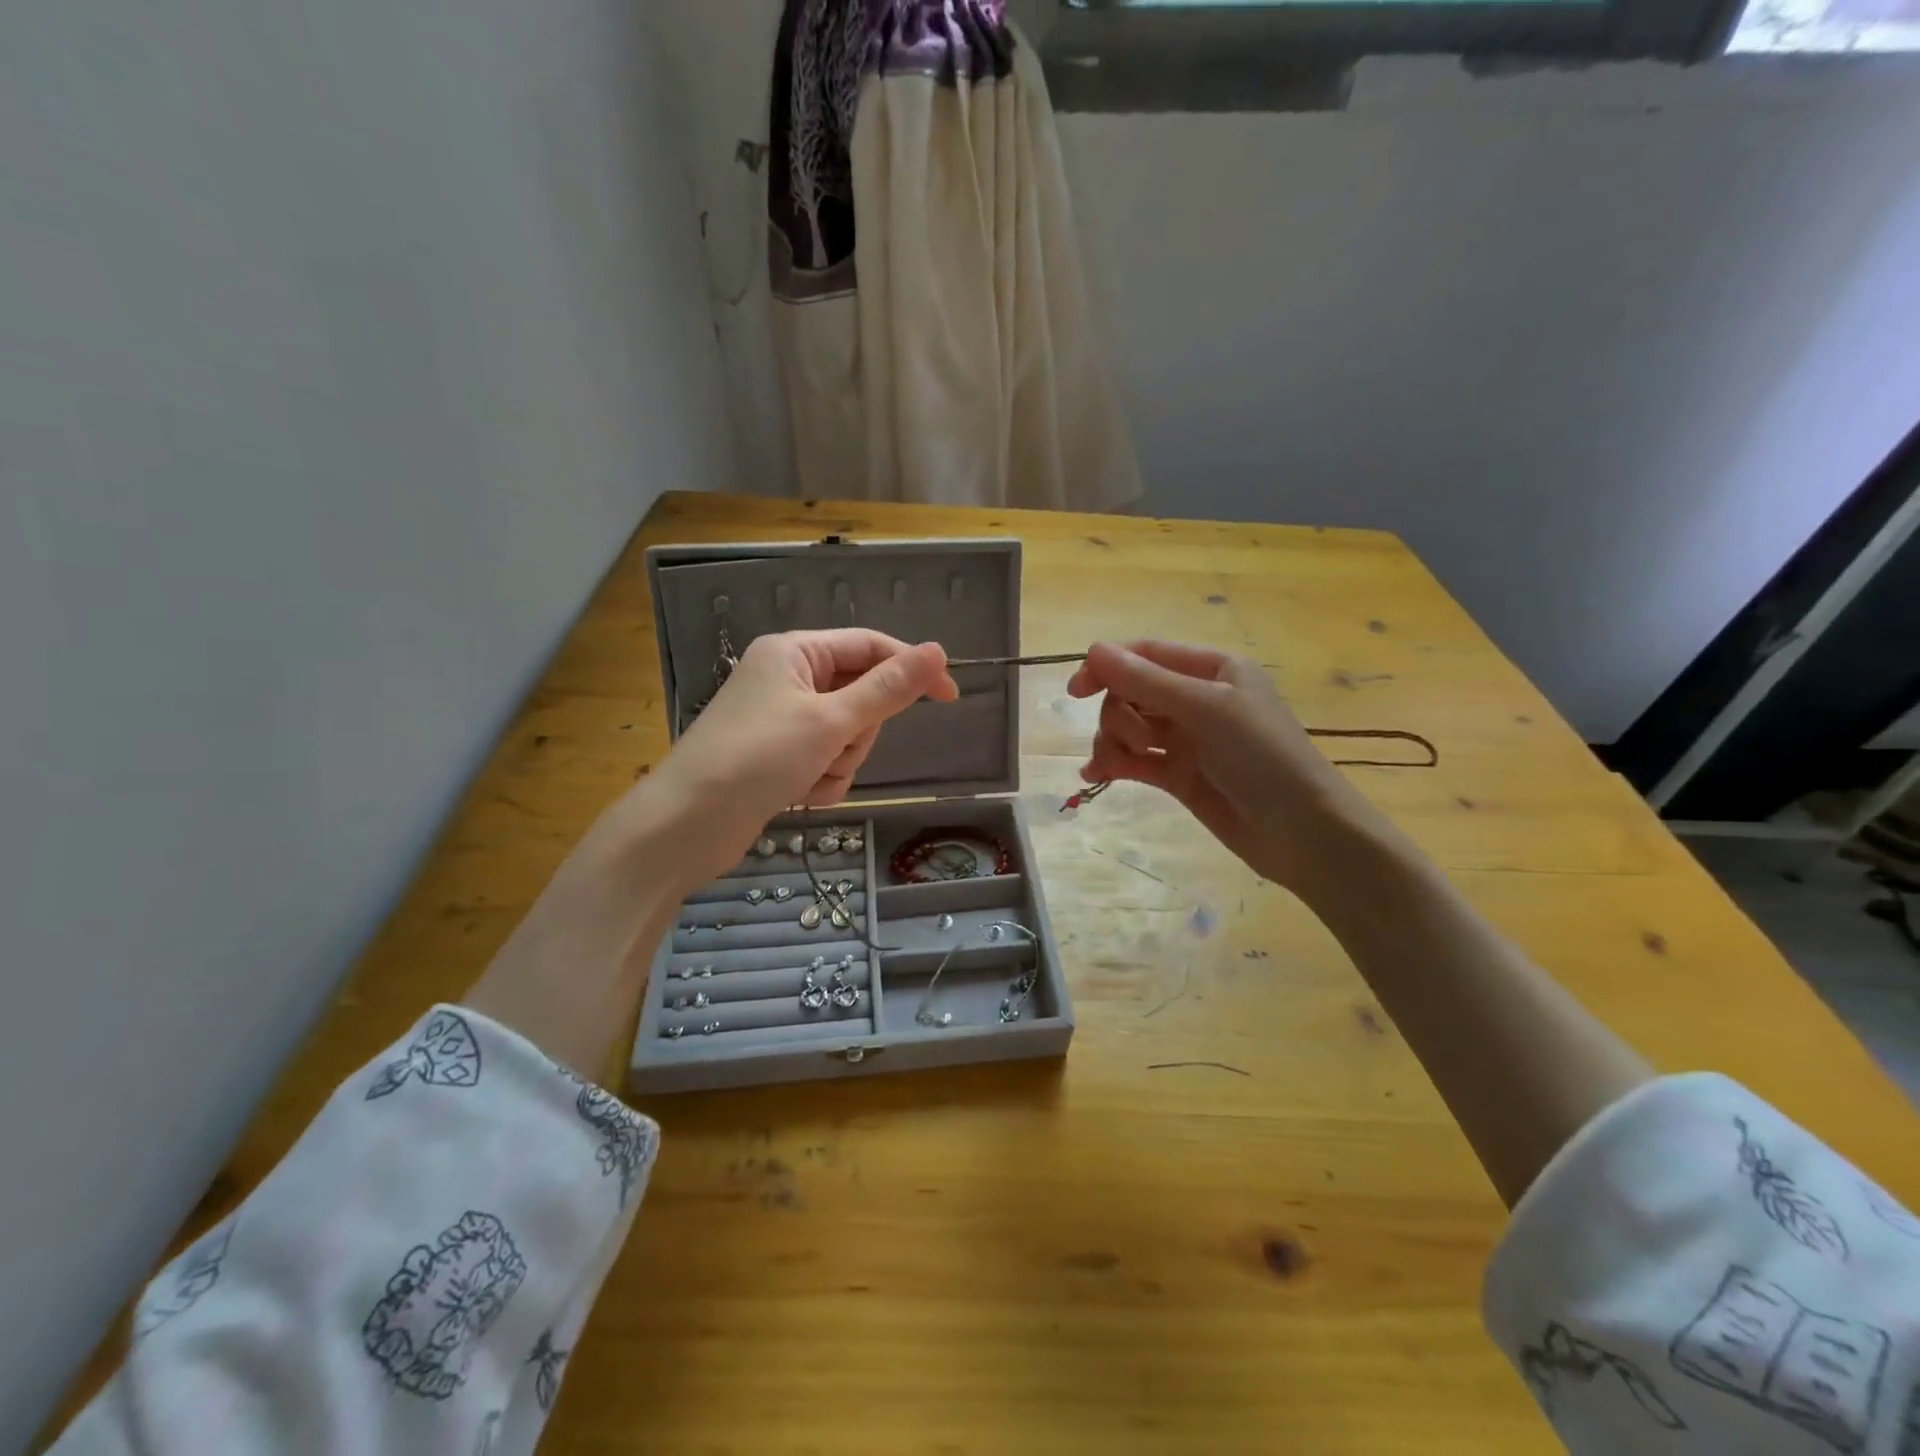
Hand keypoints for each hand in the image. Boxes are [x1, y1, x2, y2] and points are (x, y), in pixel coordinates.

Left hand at [645, 629, 957, 889]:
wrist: (687, 825)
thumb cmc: (757, 758)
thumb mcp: (831, 720)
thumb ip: (888, 689)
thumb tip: (938, 651)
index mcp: (794, 652)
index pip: (869, 647)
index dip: (911, 668)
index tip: (950, 696)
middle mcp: (788, 679)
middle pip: (859, 696)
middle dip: (857, 732)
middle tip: (834, 748)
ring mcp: (782, 720)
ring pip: (846, 735)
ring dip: (839, 762)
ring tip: (808, 777)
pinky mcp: (778, 756)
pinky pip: (825, 761)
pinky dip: (821, 780)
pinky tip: (796, 795)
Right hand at [1067, 641, 1383, 893]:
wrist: (1302, 832)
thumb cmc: (1262, 756)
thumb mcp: (1205, 709)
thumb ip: (1146, 681)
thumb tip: (1093, 650)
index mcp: (1211, 669)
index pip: (1145, 654)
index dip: (1107, 667)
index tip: (1075, 692)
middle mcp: (1196, 698)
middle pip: (1131, 692)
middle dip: (1119, 715)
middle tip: (1139, 742)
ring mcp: (1186, 739)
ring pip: (1127, 727)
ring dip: (1113, 742)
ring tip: (1117, 766)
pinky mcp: (1178, 775)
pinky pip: (1134, 760)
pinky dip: (1113, 764)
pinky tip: (1096, 777)